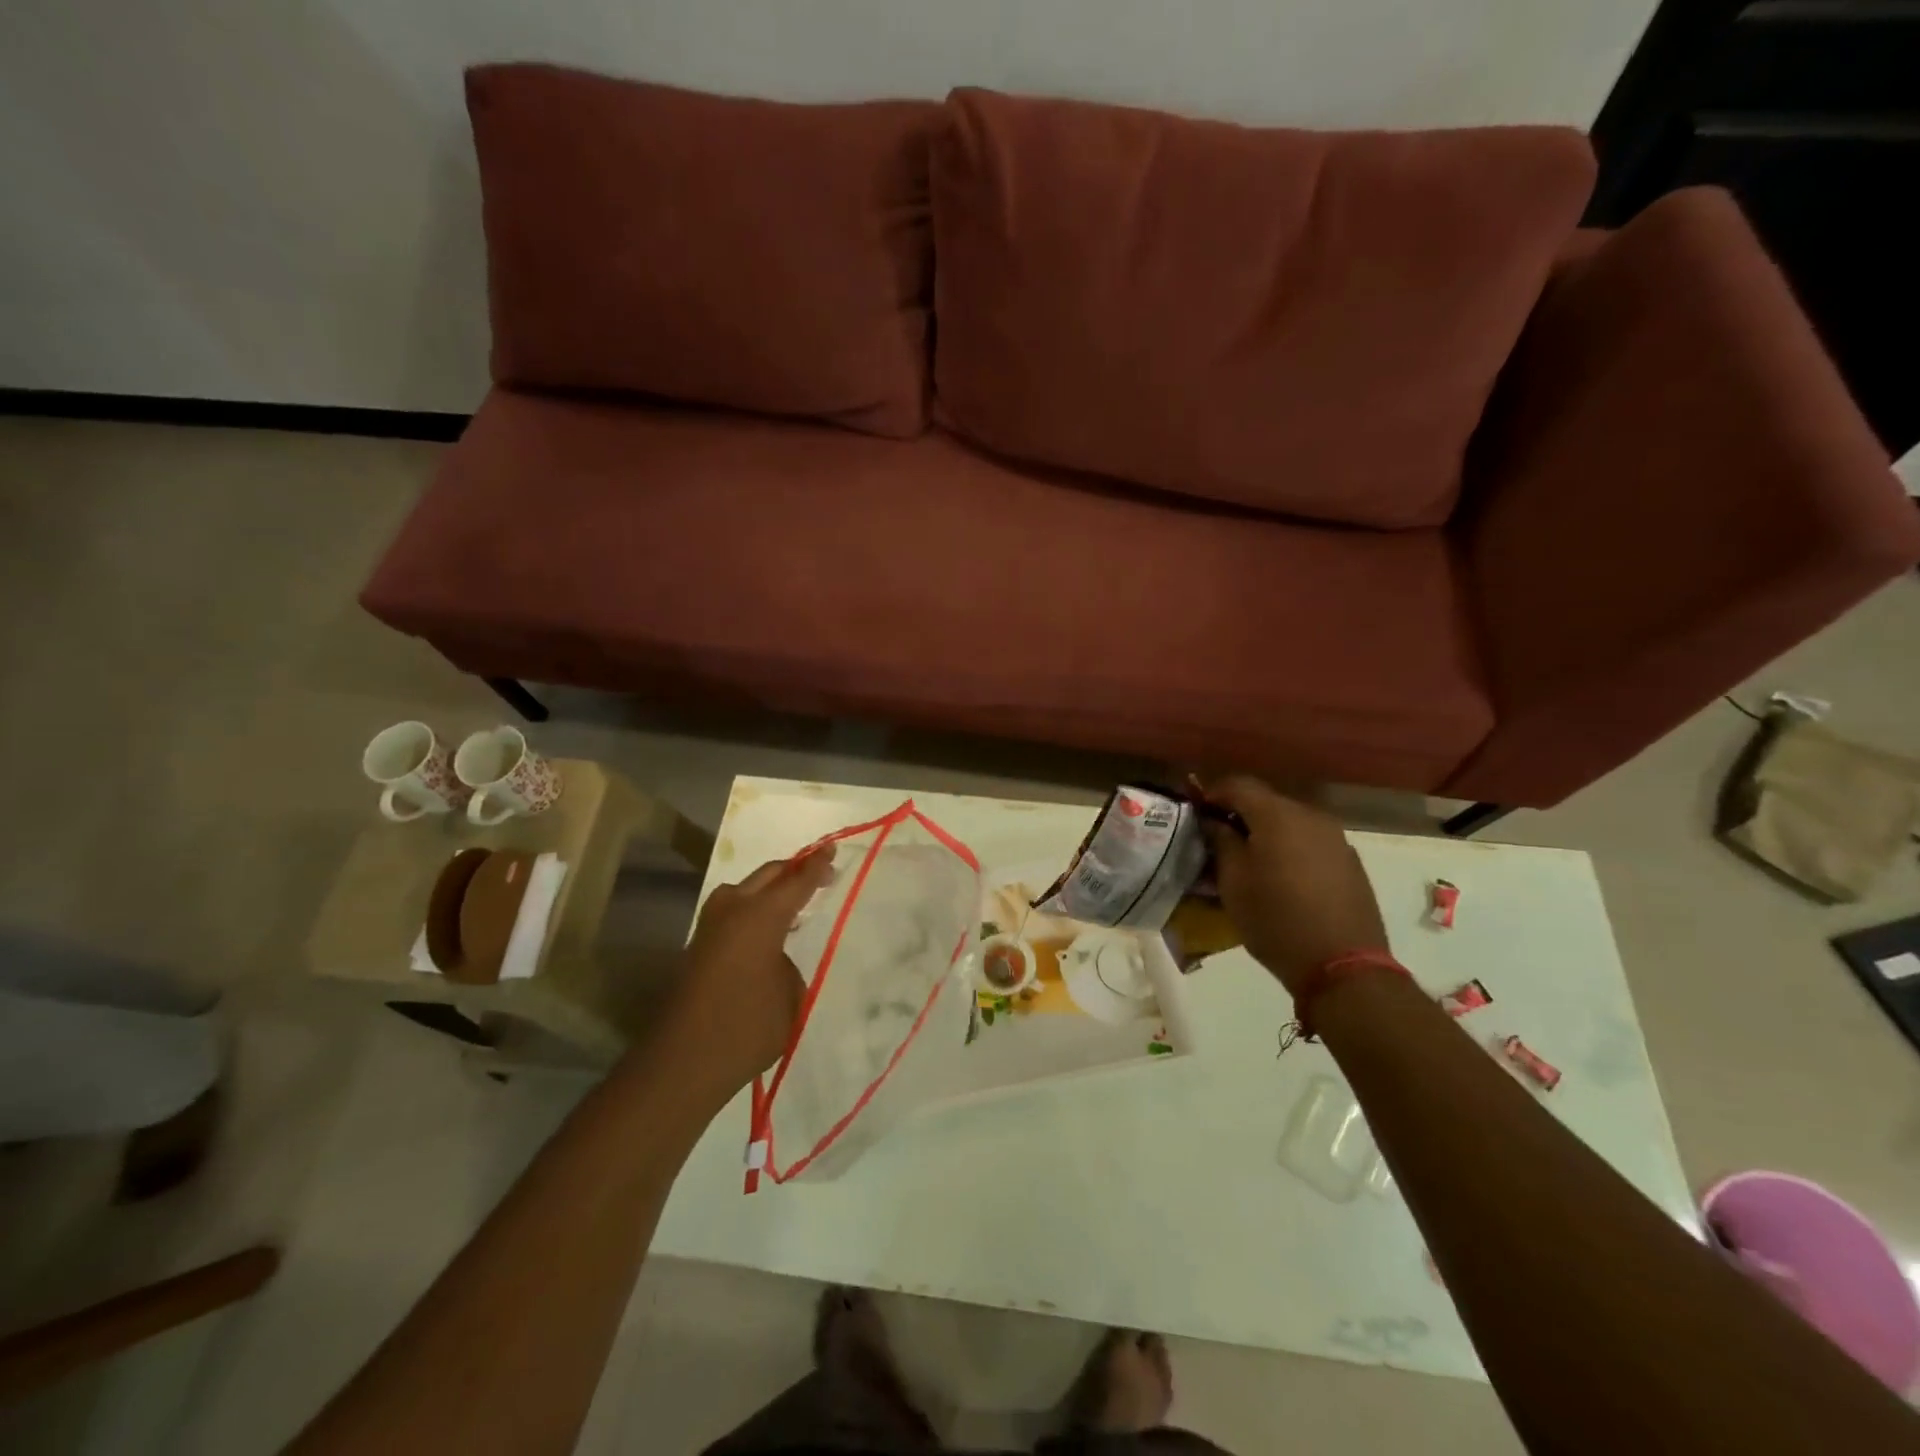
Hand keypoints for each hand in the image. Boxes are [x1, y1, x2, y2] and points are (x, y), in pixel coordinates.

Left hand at [663, 846, 835, 1099]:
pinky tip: (764, 928)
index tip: (832, 849)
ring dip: (768, 887)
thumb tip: (776, 955)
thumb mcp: (790, 995)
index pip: (796, 882)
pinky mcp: (698, 946)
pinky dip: (751, 907)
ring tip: (791, 900)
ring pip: (743, 889)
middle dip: (793, 870)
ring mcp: (710, 926)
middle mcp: (733, 910)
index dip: (817, 866)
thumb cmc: (747, 1027)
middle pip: (767, 876)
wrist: (683, 1062)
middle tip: (819, 871)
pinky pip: (731, 910)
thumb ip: (788, 962)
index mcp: (761, 916)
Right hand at [1196, 776, 1387, 994]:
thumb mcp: (1233, 882)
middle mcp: (1310, 816)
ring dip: (1266, 832)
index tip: (1198, 813)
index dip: (1213, 794)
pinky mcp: (1350, 861)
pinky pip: (1310, 842)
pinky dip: (1290, 848)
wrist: (1343, 965)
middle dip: (1240, 814)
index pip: (1238, 785)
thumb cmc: (1275, 919)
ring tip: (1250, 861)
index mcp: (1277, 815)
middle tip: (1219, 840)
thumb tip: (1214, 821)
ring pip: (1290, 822)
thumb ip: (1221, 841)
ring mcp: (1335, 838)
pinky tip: (1282, 877)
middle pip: (1266, 801)